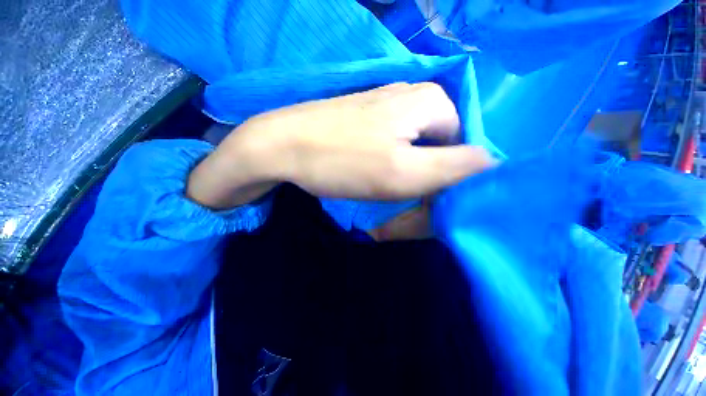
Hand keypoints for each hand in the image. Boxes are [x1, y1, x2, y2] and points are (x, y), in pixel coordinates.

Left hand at [187, 82, 492, 208]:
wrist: (282, 146)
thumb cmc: (341, 161)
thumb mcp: (404, 172)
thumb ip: (455, 167)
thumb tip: (492, 164)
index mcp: (430, 103)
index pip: (464, 147)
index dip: (448, 178)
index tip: (422, 196)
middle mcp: (413, 97)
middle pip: (439, 146)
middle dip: (425, 175)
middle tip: (398, 193)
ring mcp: (387, 105)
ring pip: (416, 146)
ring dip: (406, 171)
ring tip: (380, 183)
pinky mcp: (368, 118)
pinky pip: (395, 143)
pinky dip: (390, 162)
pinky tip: (370, 170)